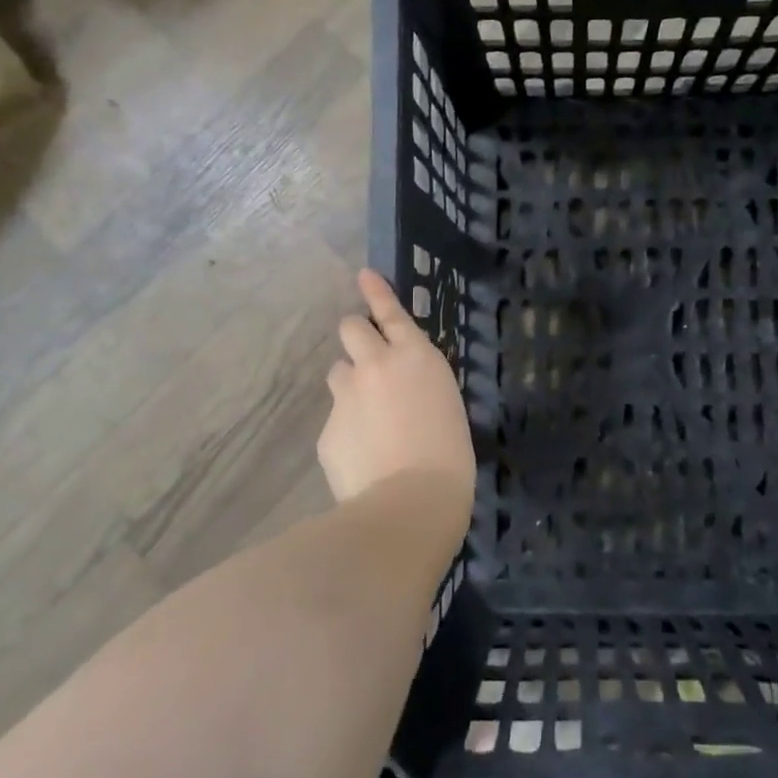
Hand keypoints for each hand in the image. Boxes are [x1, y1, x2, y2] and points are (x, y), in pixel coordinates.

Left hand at [317, 269, 476, 506]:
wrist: (411, 503)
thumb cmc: (450, 456)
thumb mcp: (446, 406)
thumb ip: (419, 388)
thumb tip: (402, 395)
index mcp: (416, 357)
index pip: (391, 313)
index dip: (376, 292)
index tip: (363, 275)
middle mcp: (376, 365)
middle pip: (350, 328)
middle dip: (356, 336)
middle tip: (366, 358)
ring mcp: (346, 396)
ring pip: (338, 372)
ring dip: (350, 383)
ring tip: (367, 415)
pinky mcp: (327, 429)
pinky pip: (335, 419)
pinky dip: (346, 430)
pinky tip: (363, 457)